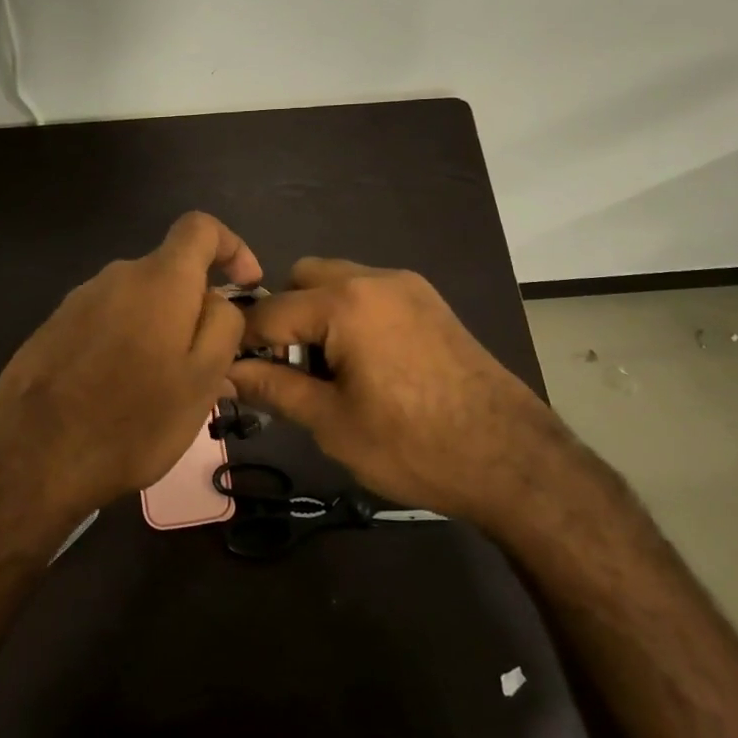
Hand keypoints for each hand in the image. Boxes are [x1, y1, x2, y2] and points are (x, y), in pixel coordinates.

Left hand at [0, 212, 261, 534]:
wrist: (30, 457)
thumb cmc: (131, 420)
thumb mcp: (202, 380)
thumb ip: (223, 326)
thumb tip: (219, 299)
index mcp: (159, 279)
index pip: (201, 227)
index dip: (232, 247)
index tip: (246, 286)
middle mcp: (116, 276)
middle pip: (169, 273)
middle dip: (194, 309)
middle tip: (204, 366)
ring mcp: (78, 301)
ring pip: (137, 302)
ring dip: (158, 331)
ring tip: (158, 391)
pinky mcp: (52, 329)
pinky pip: (105, 322)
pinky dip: (124, 345)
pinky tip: (116, 394)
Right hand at [226, 259, 572, 520]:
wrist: (512, 459)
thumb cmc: (412, 444)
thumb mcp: (331, 422)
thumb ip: (273, 388)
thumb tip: (225, 374)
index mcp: (345, 302)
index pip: (269, 311)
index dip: (243, 342)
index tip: (231, 370)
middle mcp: (374, 278)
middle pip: (303, 278)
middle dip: (284, 316)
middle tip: (290, 368)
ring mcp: (408, 287)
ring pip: (339, 280)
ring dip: (318, 313)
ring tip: (327, 370)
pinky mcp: (430, 302)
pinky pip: (371, 292)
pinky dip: (351, 314)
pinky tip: (363, 363)